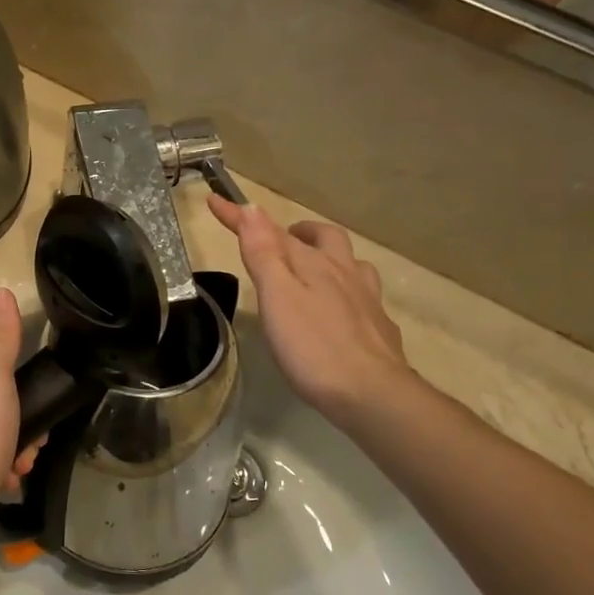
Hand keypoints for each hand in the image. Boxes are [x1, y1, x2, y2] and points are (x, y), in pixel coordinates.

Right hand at [207, 195, 412, 427]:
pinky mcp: (379, 327)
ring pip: (351, 264)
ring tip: (315, 270)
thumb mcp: (277, 296)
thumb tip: (252, 208)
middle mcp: (343, 273)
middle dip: (300, 232)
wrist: (372, 394)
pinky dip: (348, 291)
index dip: (239, 216)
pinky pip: (364, 296)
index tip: (214, 200)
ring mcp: (366, 300)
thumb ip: (263, 253)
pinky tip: (341, 310)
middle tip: (282, 240)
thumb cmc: (313, 346)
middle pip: (326, 238)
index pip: (270, 232)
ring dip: (331, 258)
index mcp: (313, 263)